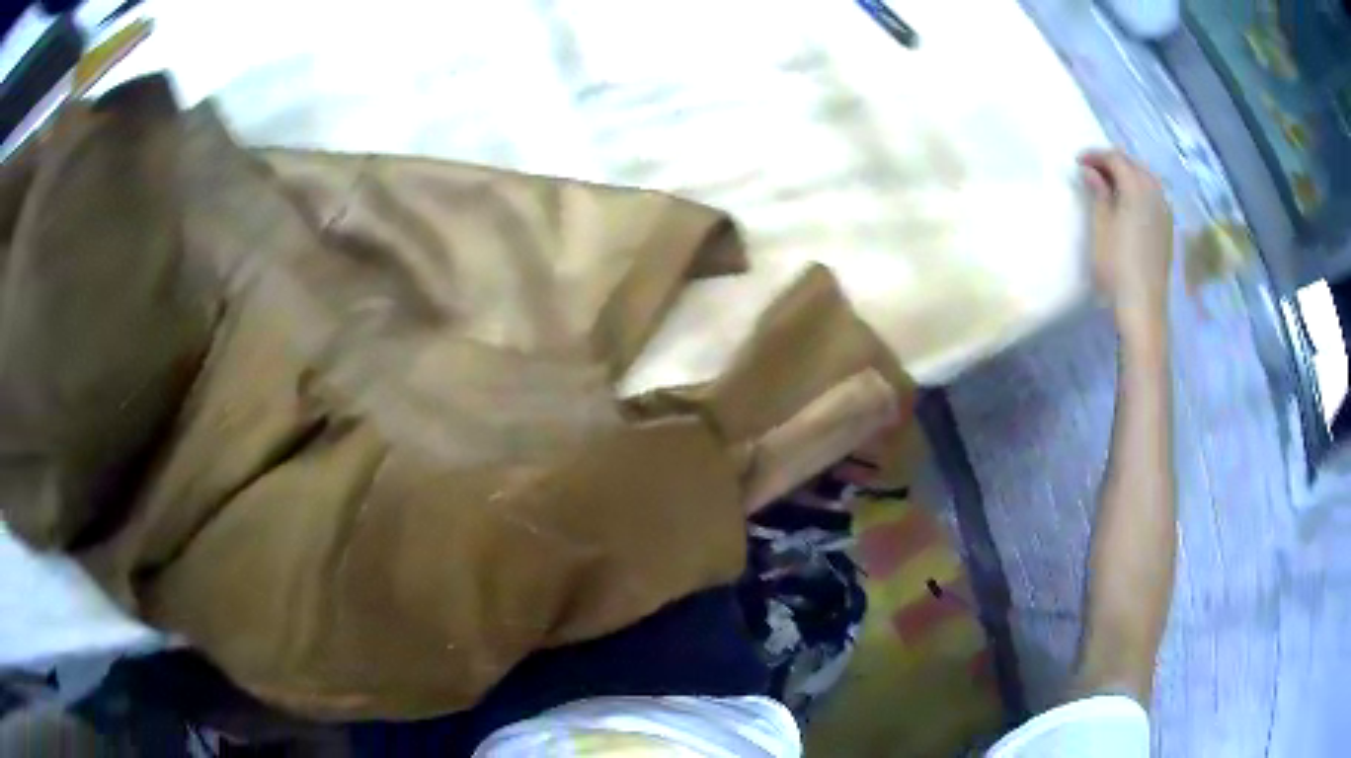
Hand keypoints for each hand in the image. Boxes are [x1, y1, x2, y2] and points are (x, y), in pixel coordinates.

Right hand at [1079, 150, 1173, 345]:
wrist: (1142, 307)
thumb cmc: (1116, 267)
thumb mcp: (1101, 227)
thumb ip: (1098, 194)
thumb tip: (1091, 171)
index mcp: (1136, 189)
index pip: (1116, 159)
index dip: (1095, 156)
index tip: (1077, 162)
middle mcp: (1154, 194)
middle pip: (1133, 165)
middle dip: (1112, 162)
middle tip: (1091, 170)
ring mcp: (1164, 212)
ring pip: (1146, 179)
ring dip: (1127, 175)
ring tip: (1109, 184)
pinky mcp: (1167, 229)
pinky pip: (1154, 195)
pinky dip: (1139, 189)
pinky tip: (1128, 202)